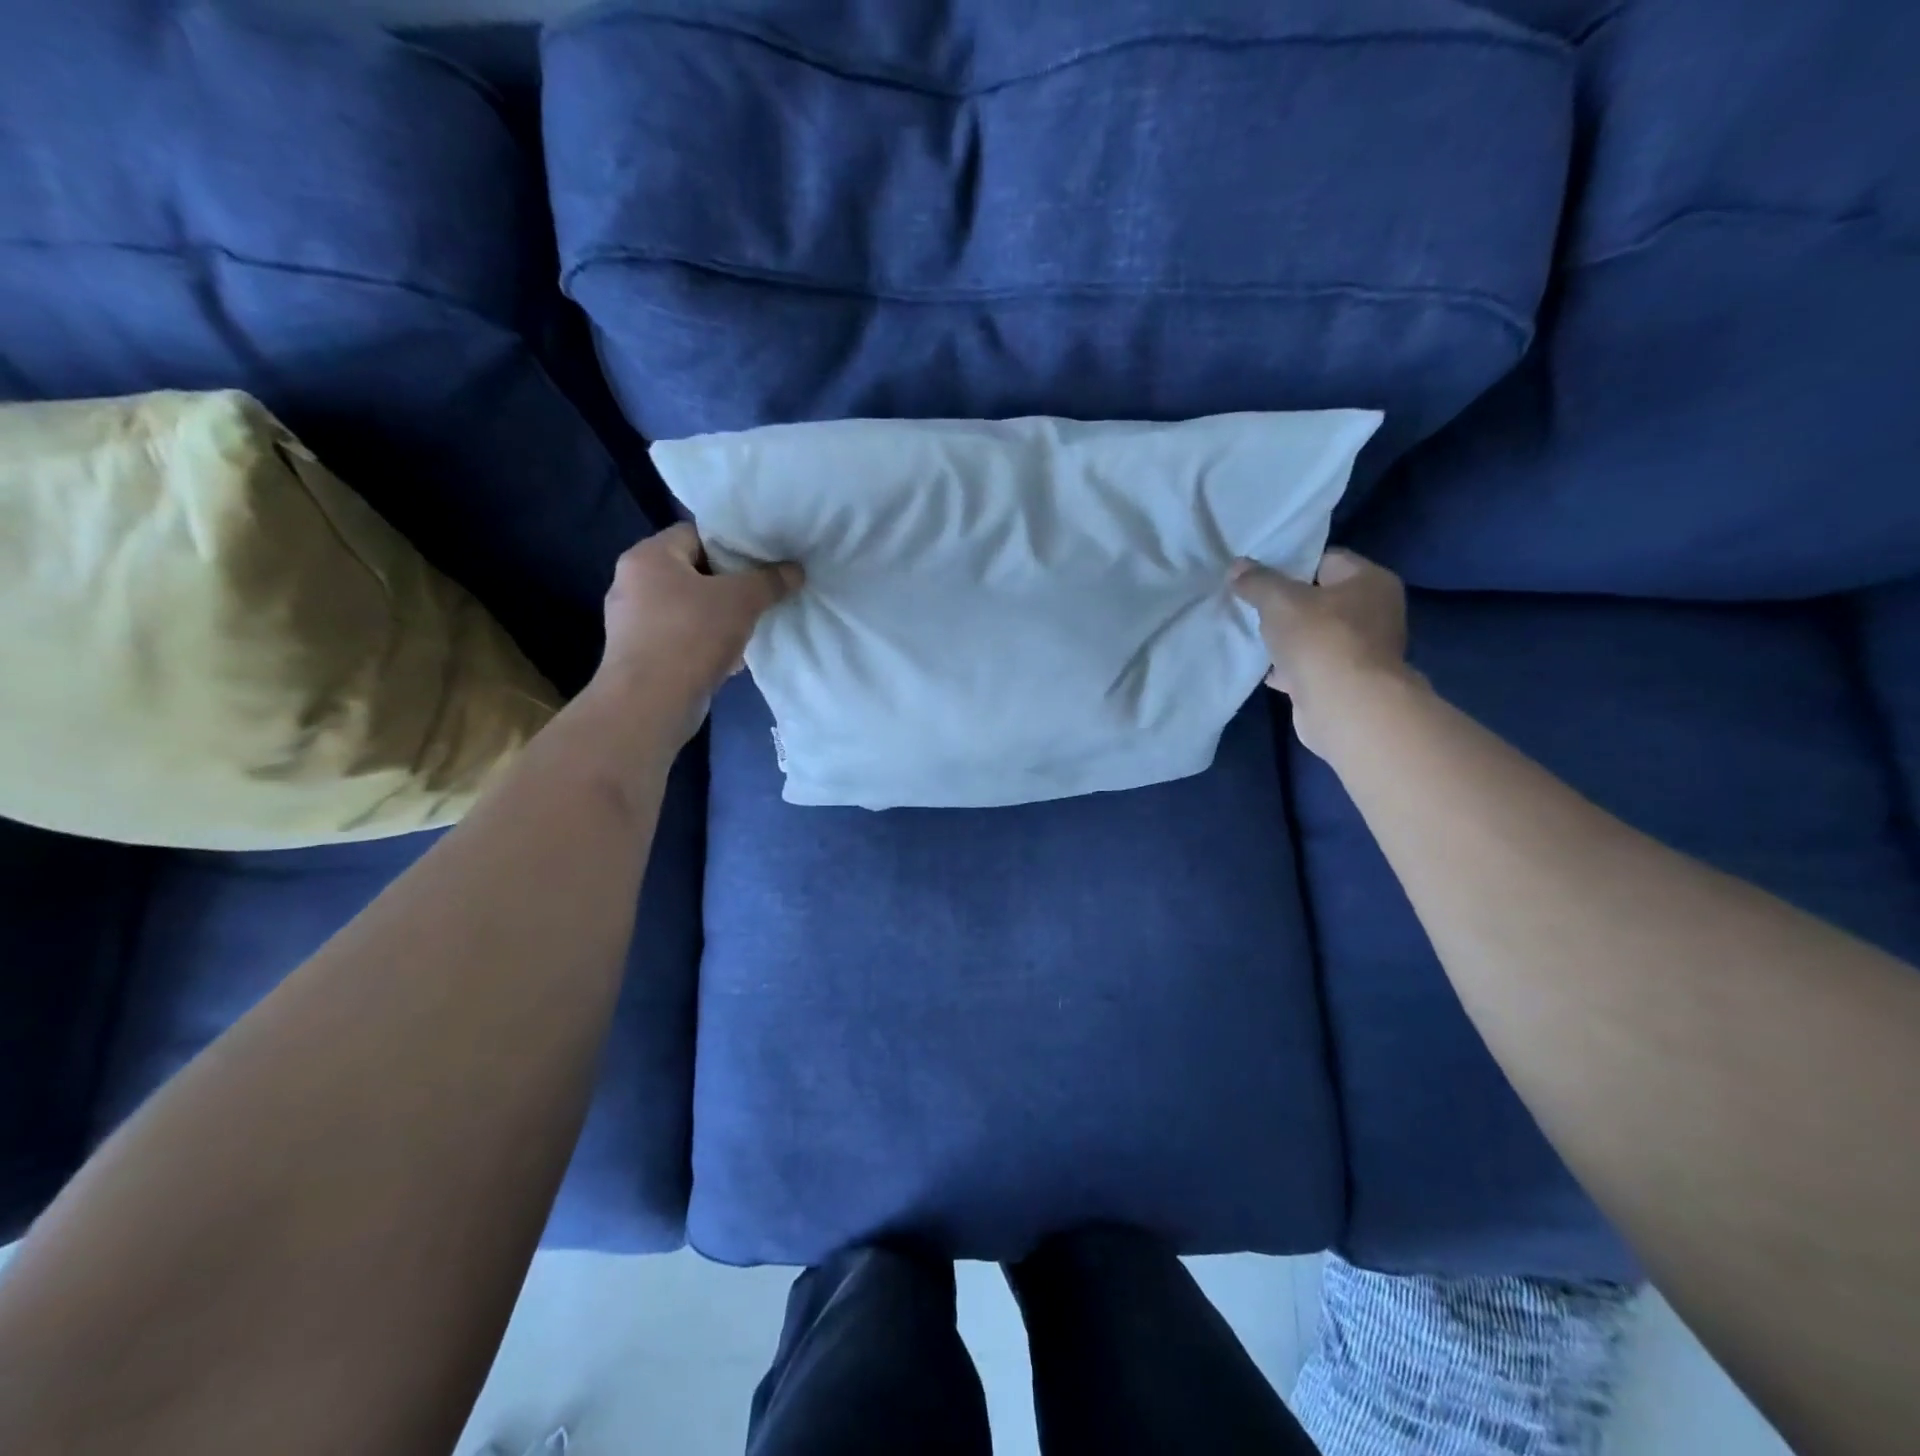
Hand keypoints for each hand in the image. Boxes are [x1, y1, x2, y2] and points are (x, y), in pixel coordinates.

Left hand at [592, 523, 802, 745]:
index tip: (762, 562)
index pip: (695, 533)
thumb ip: (770, 581)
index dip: (732, 544)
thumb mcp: (742, 601)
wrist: (650, 703)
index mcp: (648, 556)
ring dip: (719, 616)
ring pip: (688, 606)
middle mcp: (631, 582)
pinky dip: (704, 641)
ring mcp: (631, 621)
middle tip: (761, 594)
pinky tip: (730, 657)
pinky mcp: (639, 653)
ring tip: (751, 626)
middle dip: (729, 584)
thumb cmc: (692, 636)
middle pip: (692, 571)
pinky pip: (680, 636)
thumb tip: (795, 569)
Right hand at [1231, 548, 1411, 755]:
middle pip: (1321, 599)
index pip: (1327, 559)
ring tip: (1252, 634)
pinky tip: (1264, 669)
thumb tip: (1237, 566)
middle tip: (1250, 603)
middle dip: (1286, 603)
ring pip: (1315, 634)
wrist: (1344, 707)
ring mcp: (1363, 650)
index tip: (1258, 573)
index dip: (1291, 564)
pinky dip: (1290, 667)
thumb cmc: (1320, 640)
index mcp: (1370, 581)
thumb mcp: (1279, 601)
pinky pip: (1312, 665)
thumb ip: (1257, 581)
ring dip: (1287, 638)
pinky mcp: (1346, 681)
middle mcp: (1375, 612)